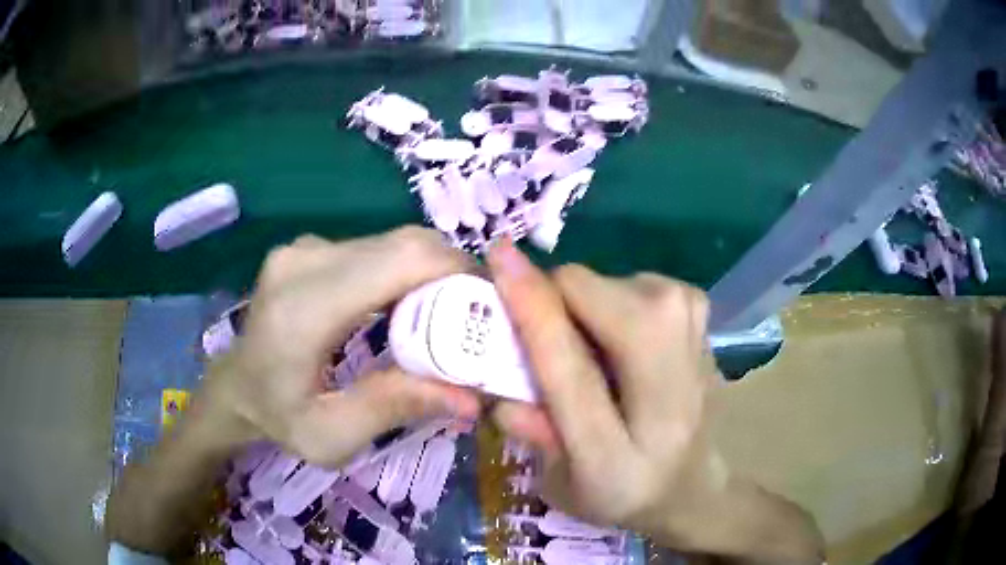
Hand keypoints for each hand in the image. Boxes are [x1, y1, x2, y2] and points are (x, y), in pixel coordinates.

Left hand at [203, 227, 480, 466]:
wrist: (235, 387)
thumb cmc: (278, 418)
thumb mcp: (332, 436)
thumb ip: (395, 408)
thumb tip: (473, 399)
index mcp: (304, 308)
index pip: (400, 261)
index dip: (457, 273)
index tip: (492, 307)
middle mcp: (304, 261)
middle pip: (403, 244)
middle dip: (453, 274)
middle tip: (478, 318)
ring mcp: (304, 248)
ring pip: (393, 242)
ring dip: (431, 272)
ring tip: (449, 316)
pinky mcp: (309, 248)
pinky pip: (375, 248)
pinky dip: (405, 271)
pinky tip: (411, 305)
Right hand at [487, 240, 822, 561]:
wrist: (693, 481)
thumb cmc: (620, 490)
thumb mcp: (560, 483)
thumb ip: (529, 430)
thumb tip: (496, 378)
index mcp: (622, 452)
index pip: (569, 366)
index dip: (530, 307)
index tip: (497, 257)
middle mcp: (674, 381)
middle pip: (590, 294)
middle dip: (552, 305)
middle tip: (545, 342)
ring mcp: (695, 330)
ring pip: (604, 282)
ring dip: (579, 308)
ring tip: (592, 356)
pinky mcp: (698, 307)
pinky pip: (625, 282)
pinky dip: (607, 305)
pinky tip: (622, 347)